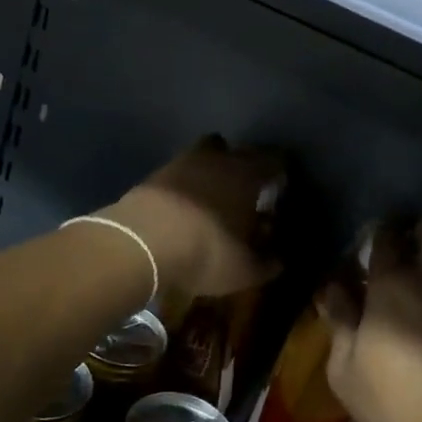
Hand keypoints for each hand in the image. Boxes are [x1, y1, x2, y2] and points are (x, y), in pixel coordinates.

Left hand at [106, 136, 285, 300]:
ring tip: (213, 195)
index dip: (279, 175)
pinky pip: (179, 171)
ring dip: (212, 169)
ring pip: (206, 154)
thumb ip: (266, 263)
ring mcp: (182, 162)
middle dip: (246, 167)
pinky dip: (185, 184)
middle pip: (239, 151)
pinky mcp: (154, 174)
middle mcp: (218, 159)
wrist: (142, 243)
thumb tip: (278, 260)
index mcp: (248, 174)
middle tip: (247, 193)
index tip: (278, 193)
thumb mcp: (245, 269)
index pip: (274, 161)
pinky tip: (183, 206)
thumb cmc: (207, 251)